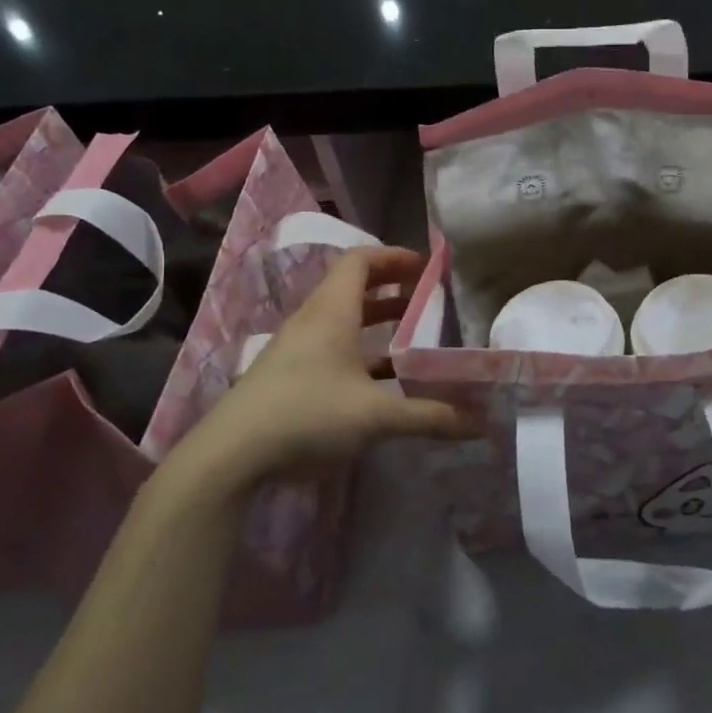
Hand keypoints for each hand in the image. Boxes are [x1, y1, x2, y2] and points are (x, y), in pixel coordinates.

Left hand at [157, 247, 474, 502]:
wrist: (230, 455)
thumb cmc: (306, 414)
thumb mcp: (375, 415)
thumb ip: (430, 416)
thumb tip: (480, 422)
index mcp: (332, 312)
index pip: (360, 261)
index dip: (394, 257)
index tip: (428, 268)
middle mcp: (313, 321)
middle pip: (354, 287)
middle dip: (393, 289)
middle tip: (429, 300)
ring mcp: (298, 348)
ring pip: (344, 320)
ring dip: (378, 321)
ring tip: (415, 336)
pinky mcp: (291, 375)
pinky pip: (334, 347)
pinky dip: (363, 350)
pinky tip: (384, 379)